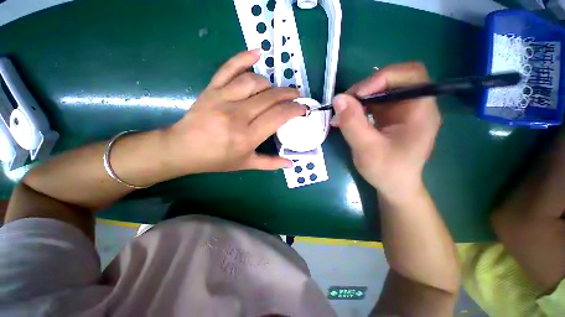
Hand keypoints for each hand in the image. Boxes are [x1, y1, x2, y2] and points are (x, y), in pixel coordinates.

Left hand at [163, 50, 305, 173]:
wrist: (182, 149)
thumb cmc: (216, 159)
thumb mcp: (245, 164)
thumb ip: (270, 163)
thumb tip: (291, 164)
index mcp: (247, 137)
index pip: (278, 116)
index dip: (294, 109)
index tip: (302, 108)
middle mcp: (237, 116)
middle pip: (270, 97)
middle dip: (288, 94)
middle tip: (296, 96)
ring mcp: (223, 99)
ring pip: (254, 82)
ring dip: (270, 84)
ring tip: (275, 91)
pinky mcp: (211, 89)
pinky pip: (229, 68)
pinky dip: (243, 58)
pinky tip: (257, 53)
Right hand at [333, 63, 440, 201]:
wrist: (394, 186)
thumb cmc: (387, 171)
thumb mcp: (367, 149)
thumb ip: (352, 123)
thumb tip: (338, 98)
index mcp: (420, 111)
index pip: (410, 75)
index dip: (382, 77)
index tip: (357, 95)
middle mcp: (414, 106)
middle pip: (393, 81)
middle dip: (366, 88)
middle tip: (344, 103)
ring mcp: (402, 111)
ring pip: (380, 91)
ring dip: (358, 99)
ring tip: (341, 113)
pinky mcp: (390, 118)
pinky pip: (373, 104)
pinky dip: (358, 108)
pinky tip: (345, 118)